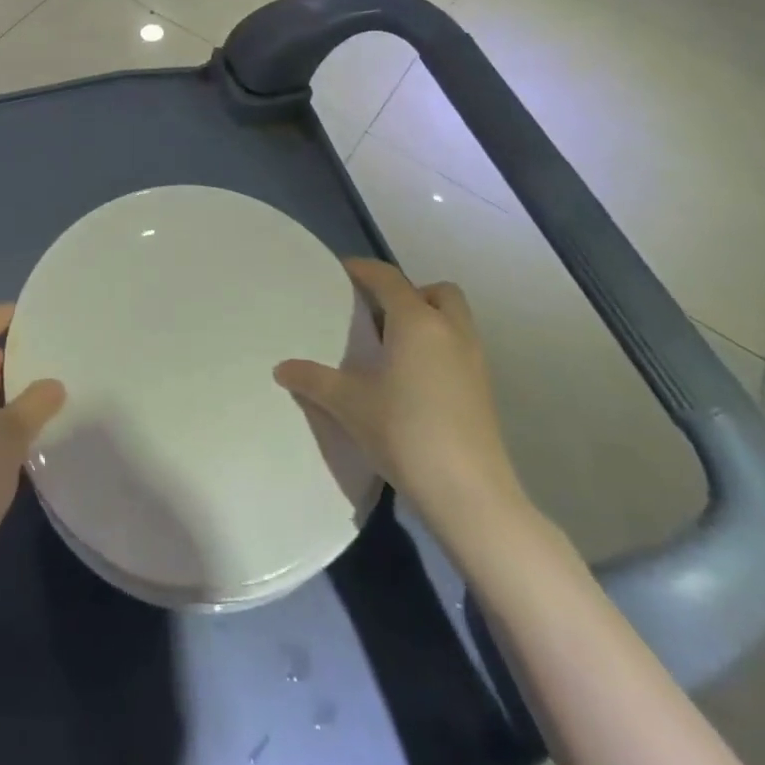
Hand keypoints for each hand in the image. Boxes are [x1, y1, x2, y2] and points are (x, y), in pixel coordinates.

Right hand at [274, 259, 530, 552]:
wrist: (470, 495)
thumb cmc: (405, 433)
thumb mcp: (348, 404)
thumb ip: (313, 379)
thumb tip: (281, 368)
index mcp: (416, 322)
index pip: (388, 278)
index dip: (363, 269)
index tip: (341, 272)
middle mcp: (450, 331)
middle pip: (436, 291)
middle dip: (408, 293)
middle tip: (378, 313)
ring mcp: (474, 361)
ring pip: (454, 319)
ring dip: (427, 320)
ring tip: (393, 347)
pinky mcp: (483, 390)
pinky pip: (459, 347)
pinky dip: (438, 347)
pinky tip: (413, 379)